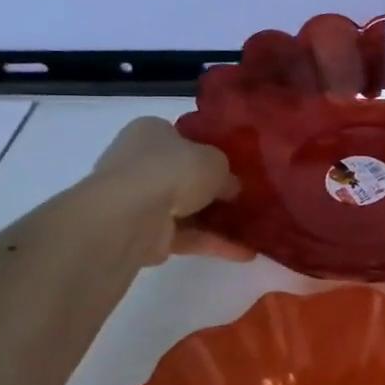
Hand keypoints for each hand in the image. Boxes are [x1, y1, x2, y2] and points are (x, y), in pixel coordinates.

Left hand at [88, 117, 254, 264]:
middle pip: (183, 175)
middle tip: (244, 197)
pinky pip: (185, 236)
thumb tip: (231, 188)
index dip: (208, 150)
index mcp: (150, 132)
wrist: (132, 215)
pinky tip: (244, 252)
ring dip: (215, 220)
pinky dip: (212, 243)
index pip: (181, 137)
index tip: (233, 165)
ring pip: (185, 208)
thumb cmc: (173, 170)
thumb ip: (226, 173)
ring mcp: (138, 200)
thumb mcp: (216, 161)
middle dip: (212, 188)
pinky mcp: (143, 233)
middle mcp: (138, 162)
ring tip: (252, 227)